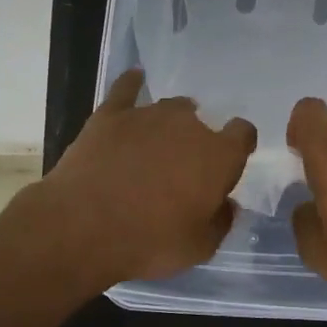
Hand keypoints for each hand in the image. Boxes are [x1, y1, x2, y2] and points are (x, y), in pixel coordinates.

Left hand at [36, 69, 256, 285]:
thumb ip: (220, 221)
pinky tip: (135, 78)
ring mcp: (147, 114)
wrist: (84, 227)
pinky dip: (132, 84)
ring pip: (169, 108)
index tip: (229, 160)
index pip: (243, 133)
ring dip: (169, 122)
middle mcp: (188, 125)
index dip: (238, 144)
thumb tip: (226, 204)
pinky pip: (126, 89)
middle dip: (196, 140)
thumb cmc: (150, 242)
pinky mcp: (110, 114)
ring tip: (158, 141)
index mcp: (218, 156)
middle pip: (201, 122)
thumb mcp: (199, 247)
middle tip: (181, 168)